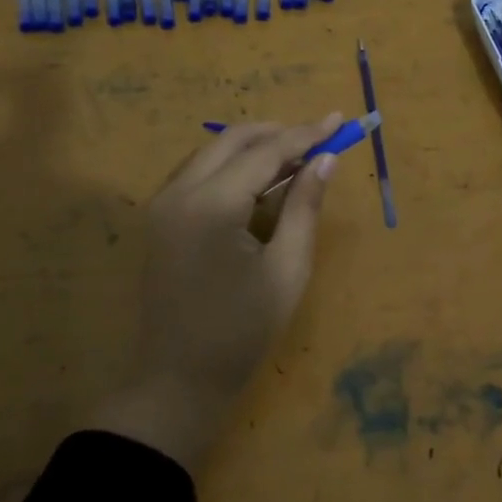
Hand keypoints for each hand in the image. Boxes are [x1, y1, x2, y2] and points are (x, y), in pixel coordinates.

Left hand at [85, 114, 342, 470]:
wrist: (177, 380)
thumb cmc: (241, 331)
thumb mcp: (287, 269)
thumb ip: (304, 207)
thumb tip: (326, 159)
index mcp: (212, 205)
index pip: (265, 152)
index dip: (306, 134)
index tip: (340, 120)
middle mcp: (179, 192)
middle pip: (233, 140)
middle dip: (278, 133)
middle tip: (320, 138)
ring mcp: (163, 204)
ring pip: (212, 152)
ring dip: (254, 147)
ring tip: (297, 159)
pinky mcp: (160, 218)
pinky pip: (199, 173)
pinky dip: (232, 166)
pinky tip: (261, 182)